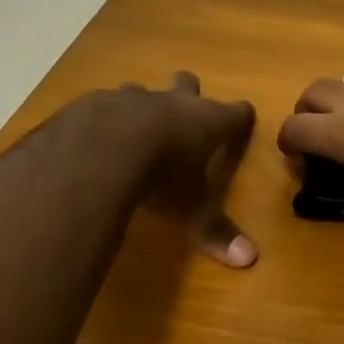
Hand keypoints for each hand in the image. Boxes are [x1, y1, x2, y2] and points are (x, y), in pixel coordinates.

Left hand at [93, 73, 257, 267]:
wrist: (102, 148)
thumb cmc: (161, 175)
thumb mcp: (191, 208)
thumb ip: (215, 231)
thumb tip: (249, 259)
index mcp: (206, 122)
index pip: (236, 112)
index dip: (241, 116)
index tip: (244, 117)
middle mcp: (173, 102)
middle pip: (188, 83)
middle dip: (188, 92)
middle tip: (186, 109)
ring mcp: (133, 98)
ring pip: (142, 89)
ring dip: (141, 103)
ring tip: (134, 124)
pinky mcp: (96, 102)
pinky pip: (103, 104)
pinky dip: (103, 118)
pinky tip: (93, 138)